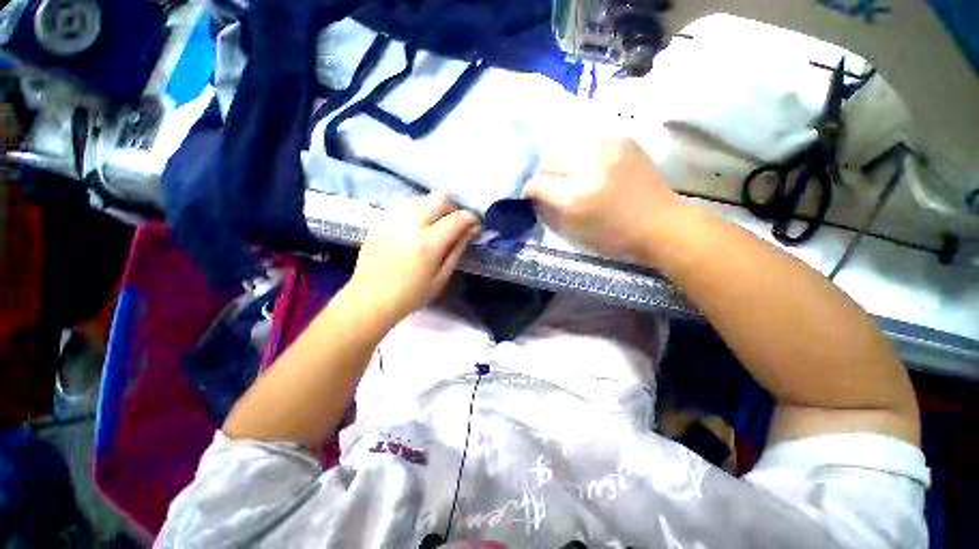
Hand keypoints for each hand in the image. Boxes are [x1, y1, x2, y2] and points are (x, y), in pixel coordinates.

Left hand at [347, 192, 480, 323]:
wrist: (369, 300)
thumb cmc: (410, 296)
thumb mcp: (441, 278)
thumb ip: (457, 250)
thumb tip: (472, 229)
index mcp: (428, 243)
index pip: (458, 218)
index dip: (471, 218)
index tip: (475, 226)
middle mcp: (411, 224)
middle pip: (440, 197)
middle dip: (453, 208)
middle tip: (453, 226)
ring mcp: (393, 219)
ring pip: (421, 197)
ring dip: (434, 207)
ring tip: (434, 226)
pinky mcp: (380, 220)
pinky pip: (404, 204)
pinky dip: (416, 210)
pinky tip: (415, 226)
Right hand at [524, 138, 685, 265]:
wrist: (661, 223)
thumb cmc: (615, 237)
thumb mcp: (574, 232)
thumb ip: (548, 212)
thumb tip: (534, 196)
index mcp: (577, 196)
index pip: (538, 183)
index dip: (530, 189)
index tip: (531, 195)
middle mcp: (590, 166)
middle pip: (550, 158)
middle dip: (544, 173)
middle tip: (550, 185)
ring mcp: (608, 148)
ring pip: (567, 146)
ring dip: (562, 162)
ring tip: (570, 175)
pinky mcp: (622, 140)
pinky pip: (588, 143)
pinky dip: (582, 155)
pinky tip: (590, 168)